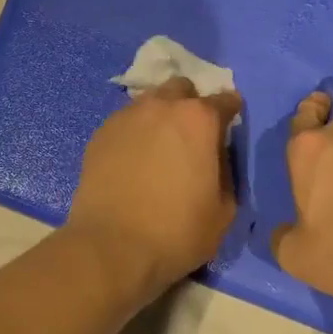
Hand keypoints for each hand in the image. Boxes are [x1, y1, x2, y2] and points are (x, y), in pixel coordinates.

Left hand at [68, 77, 241, 297]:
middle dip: (190, 103)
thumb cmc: (177, 231)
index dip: (231, 111)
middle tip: (191, 133)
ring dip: (161, 114)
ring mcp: (127, 115)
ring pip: (150, 100)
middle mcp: (162, 105)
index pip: (224, 100)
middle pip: (181, 88)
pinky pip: (126, 121)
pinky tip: (134, 157)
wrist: (112, 244)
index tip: (230, 123)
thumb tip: (216, 157)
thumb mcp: (224, 210)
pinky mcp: (101, 131)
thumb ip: (226, 171)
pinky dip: (135, 131)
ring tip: (160, 144)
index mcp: (198, 119)